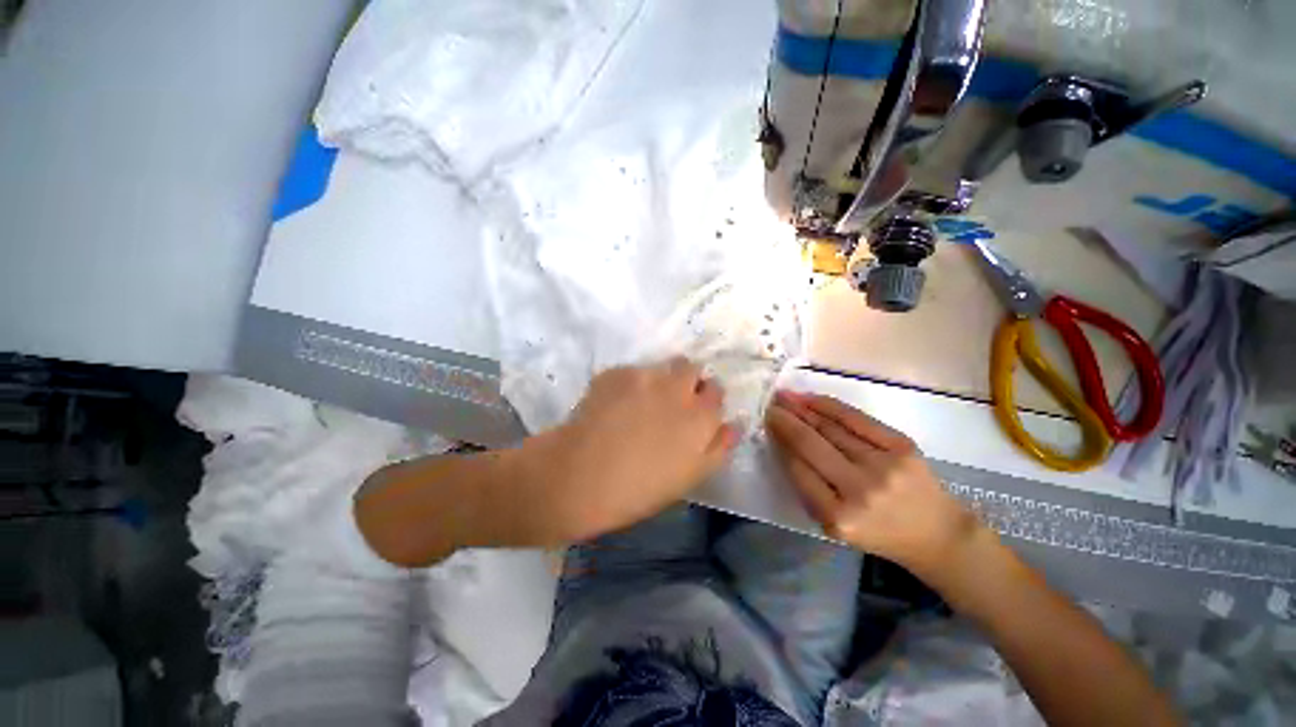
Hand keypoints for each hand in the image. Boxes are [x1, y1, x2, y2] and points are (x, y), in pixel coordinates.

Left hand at [516, 358, 737, 544]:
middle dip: (686, 380)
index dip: (706, 399)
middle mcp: (677, 388)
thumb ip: (718, 447)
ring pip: (661, 367)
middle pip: (692, 367)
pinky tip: (613, 406)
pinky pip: (631, 372)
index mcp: (700, 416)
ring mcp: (645, 376)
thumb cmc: (639, 488)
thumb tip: (731, 424)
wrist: (579, 476)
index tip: (695, 411)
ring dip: (658, 380)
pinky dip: (628, 384)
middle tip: (669, 401)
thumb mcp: (690, 477)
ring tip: (638, 403)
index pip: (716, 390)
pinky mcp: (616, 372)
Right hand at [765, 391, 982, 576]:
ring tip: (785, 397)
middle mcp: (860, 490)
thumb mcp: (835, 525)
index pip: (798, 468)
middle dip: (785, 420)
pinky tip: (811, 399)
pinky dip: (829, 406)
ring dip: (802, 409)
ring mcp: (883, 465)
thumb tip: (783, 445)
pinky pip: (856, 419)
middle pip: (811, 444)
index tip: (767, 424)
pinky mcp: (901, 446)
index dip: (780, 442)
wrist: (937, 534)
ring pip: (831, 428)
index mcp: (838, 517)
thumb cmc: (878, 533)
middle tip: (769, 405)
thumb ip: (808, 488)